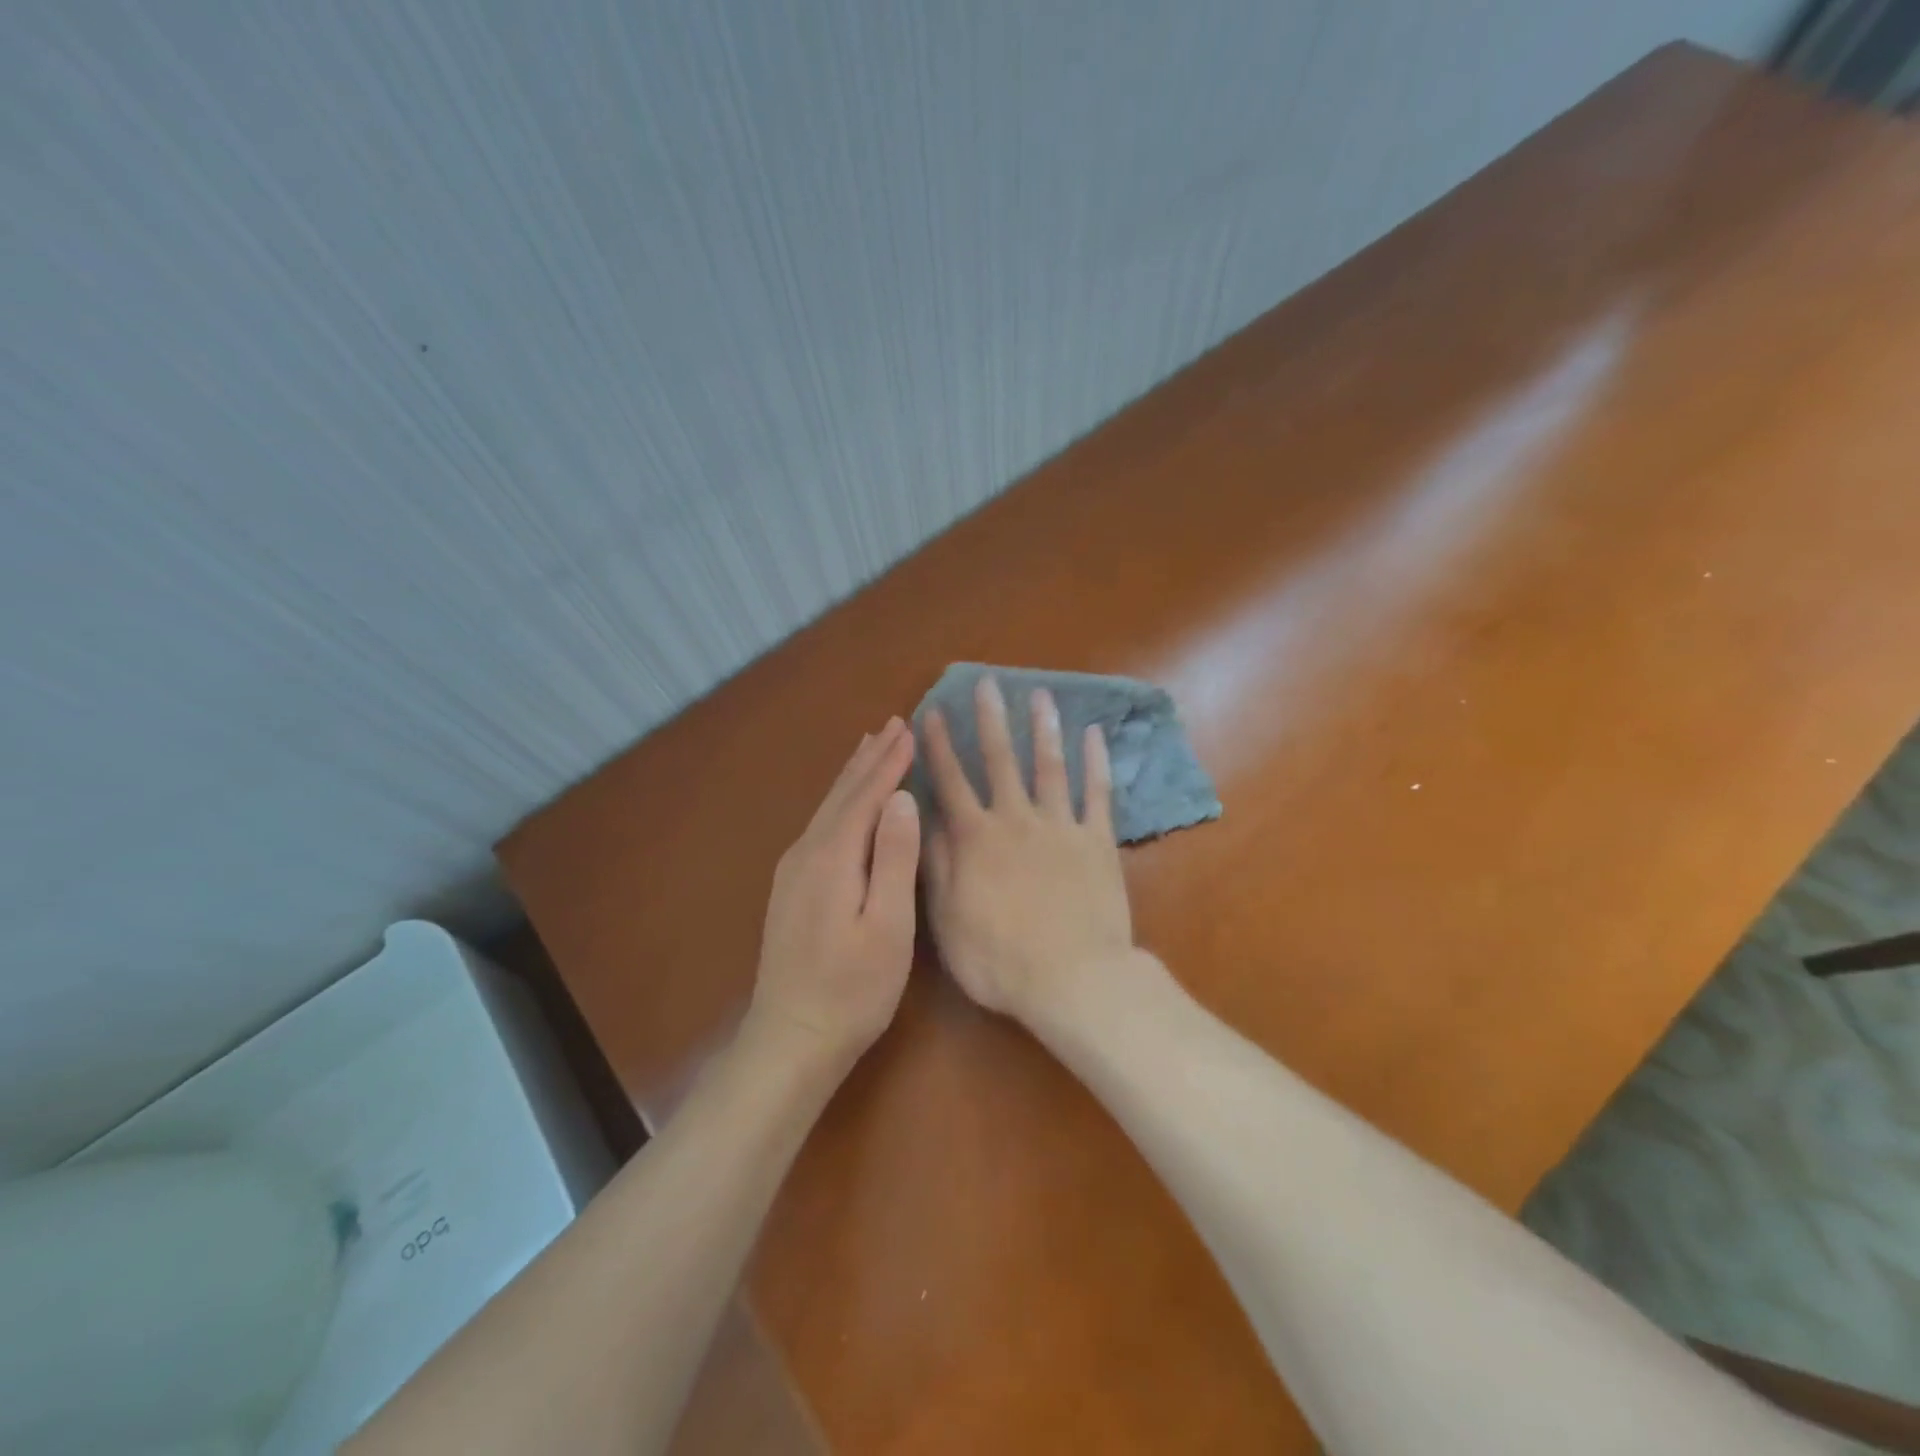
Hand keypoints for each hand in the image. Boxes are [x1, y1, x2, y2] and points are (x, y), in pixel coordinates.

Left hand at [748, 719, 920, 1065]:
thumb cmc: (853, 988)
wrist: (792, 1036)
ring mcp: (794, 870)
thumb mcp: (888, 926)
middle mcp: (807, 852)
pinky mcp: (792, 886)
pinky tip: (845, 802)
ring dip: (853, 775)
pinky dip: (840, 801)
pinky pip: (821, 825)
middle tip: (894, 723)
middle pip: (843, 794)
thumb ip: (894, 859)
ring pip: (828, 807)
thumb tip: (902, 798)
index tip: (912, 729)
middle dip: (871, 758)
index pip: (867, 796)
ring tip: (870, 745)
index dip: (891, 763)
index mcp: (833, 857)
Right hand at [921, 676, 1134, 1023]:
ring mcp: (1061, 826)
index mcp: (976, 839)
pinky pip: (1098, 793)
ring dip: (1044, 728)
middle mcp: (1016, 820)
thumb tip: (925, 820)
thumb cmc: (1000, 959)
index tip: (934, 712)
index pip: (951, 782)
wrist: (1073, 979)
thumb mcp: (947, 920)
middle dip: (992, 720)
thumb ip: (936, 866)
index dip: (940, 747)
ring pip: (1050, 766)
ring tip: (1041, 694)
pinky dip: (1096, 762)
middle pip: (1001, 761)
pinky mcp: (1098, 841)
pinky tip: (1094, 734)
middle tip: (988, 683)